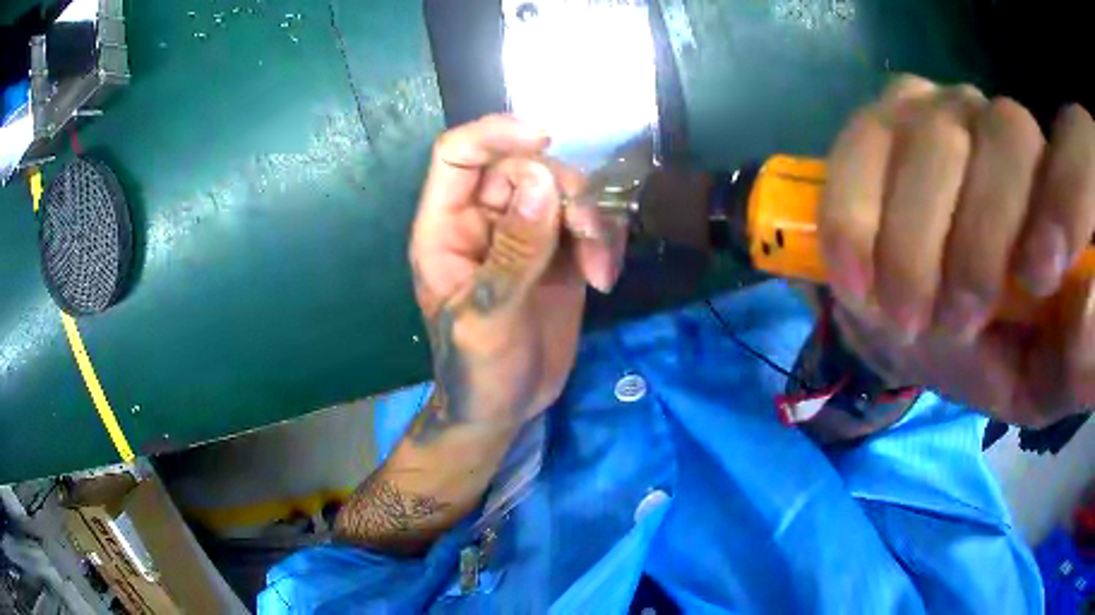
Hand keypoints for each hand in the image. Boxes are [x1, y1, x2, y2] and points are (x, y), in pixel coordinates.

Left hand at [409, 115, 625, 436]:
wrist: (505, 409)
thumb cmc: (476, 371)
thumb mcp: (488, 318)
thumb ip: (514, 252)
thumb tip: (542, 183)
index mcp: (445, 228)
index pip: (458, 154)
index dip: (494, 133)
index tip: (543, 138)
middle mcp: (483, 220)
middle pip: (524, 167)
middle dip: (563, 192)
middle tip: (586, 234)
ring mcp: (524, 234)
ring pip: (563, 192)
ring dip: (592, 220)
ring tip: (599, 269)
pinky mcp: (557, 253)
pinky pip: (586, 222)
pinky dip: (604, 241)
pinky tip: (604, 278)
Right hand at [820, 75, 1094, 426]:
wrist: (932, 323)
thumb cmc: (999, 351)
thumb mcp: (1043, 378)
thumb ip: (1074, 361)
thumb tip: (1090, 314)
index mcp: (1059, 189)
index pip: (1074, 160)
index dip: (1063, 205)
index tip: (1038, 283)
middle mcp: (1006, 127)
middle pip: (1004, 139)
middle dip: (978, 243)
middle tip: (951, 327)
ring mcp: (940, 109)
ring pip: (931, 137)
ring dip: (910, 238)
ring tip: (898, 314)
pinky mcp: (882, 120)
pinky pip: (861, 146)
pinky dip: (854, 217)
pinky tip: (855, 278)